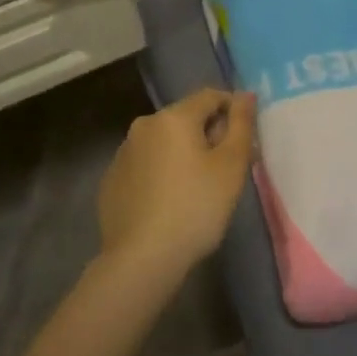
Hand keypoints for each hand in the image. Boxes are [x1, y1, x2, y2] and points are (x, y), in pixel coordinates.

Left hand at [97, 89, 254, 282]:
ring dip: (182, 153)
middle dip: (208, 134)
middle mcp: (144, 125)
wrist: (141, 260)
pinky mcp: (111, 180)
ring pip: (164, 142)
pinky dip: (160, 173)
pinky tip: (168, 202)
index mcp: (174, 116)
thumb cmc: (195, 208)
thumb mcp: (231, 166)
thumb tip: (245, 95)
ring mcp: (123, 153)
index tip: (244, 140)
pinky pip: (145, 165)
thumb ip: (241, 125)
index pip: (210, 96)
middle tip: (226, 169)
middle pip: (186, 118)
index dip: (232, 111)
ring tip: (197, 188)